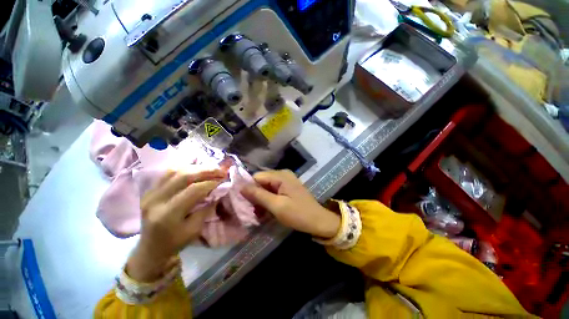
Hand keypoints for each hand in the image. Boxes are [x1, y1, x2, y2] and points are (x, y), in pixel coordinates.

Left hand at [126, 170, 225, 281]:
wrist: (150, 248)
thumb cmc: (175, 242)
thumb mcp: (195, 230)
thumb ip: (206, 208)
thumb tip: (218, 191)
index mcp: (167, 214)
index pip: (193, 190)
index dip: (211, 182)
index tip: (224, 179)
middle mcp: (155, 200)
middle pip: (183, 176)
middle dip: (205, 171)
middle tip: (220, 170)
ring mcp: (150, 193)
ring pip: (175, 171)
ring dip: (196, 167)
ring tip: (210, 168)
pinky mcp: (149, 190)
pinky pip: (168, 173)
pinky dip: (185, 168)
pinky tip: (196, 168)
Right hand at [242, 170, 339, 238]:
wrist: (318, 221)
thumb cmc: (298, 214)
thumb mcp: (276, 205)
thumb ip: (258, 195)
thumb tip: (240, 186)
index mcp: (280, 176)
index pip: (256, 177)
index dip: (249, 188)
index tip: (244, 202)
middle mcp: (283, 174)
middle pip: (261, 181)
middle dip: (255, 194)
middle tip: (253, 210)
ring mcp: (286, 180)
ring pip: (266, 186)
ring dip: (261, 198)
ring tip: (259, 212)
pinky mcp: (288, 187)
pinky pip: (273, 190)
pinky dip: (268, 199)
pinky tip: (268, 209)